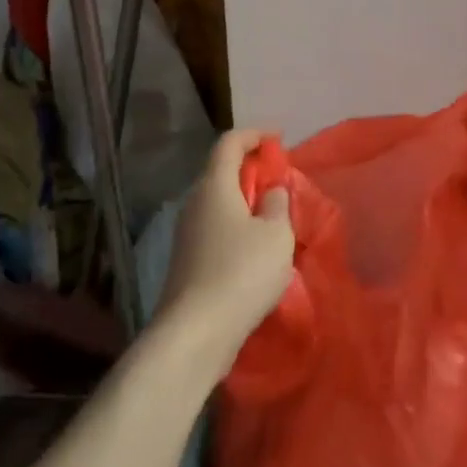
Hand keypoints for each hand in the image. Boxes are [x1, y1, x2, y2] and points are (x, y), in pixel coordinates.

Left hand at [155, 129, 295, 366]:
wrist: (195, 332)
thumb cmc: (241, 273)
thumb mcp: (276, 234)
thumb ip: (278, 204)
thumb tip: (271, 191)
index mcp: (214, 186)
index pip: (229, 143)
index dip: (254, 134)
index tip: (278, 138)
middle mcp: (195, 203)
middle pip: (221, 172)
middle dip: (251, 170)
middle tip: (280, 179)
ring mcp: (186, 234)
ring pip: (219, 203)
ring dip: (245, 202)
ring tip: (273, 216)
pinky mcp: (187, 261)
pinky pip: (215, 229)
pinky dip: (236, 227)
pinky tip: (255, 249)